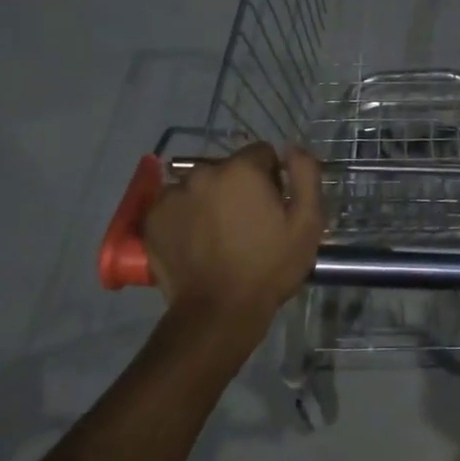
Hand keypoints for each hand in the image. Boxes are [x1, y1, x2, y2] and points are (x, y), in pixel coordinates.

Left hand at [144, 142, 323, 320]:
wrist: (219, 312)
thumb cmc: (269, 268)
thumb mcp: (307, 224)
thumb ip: (306, 176)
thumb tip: (293, 148)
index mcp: (241, 170)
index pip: (261, 153)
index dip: (272, 178)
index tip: (273, 207)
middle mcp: (202, 172)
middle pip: (228, 169)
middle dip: (239, 188)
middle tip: (247, 225)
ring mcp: (172, 195)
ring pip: (199, 186)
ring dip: (210, 201)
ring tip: (219, 237)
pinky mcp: (152, 218)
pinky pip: (175, 205)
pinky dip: (185, 217)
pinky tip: (196, 243)